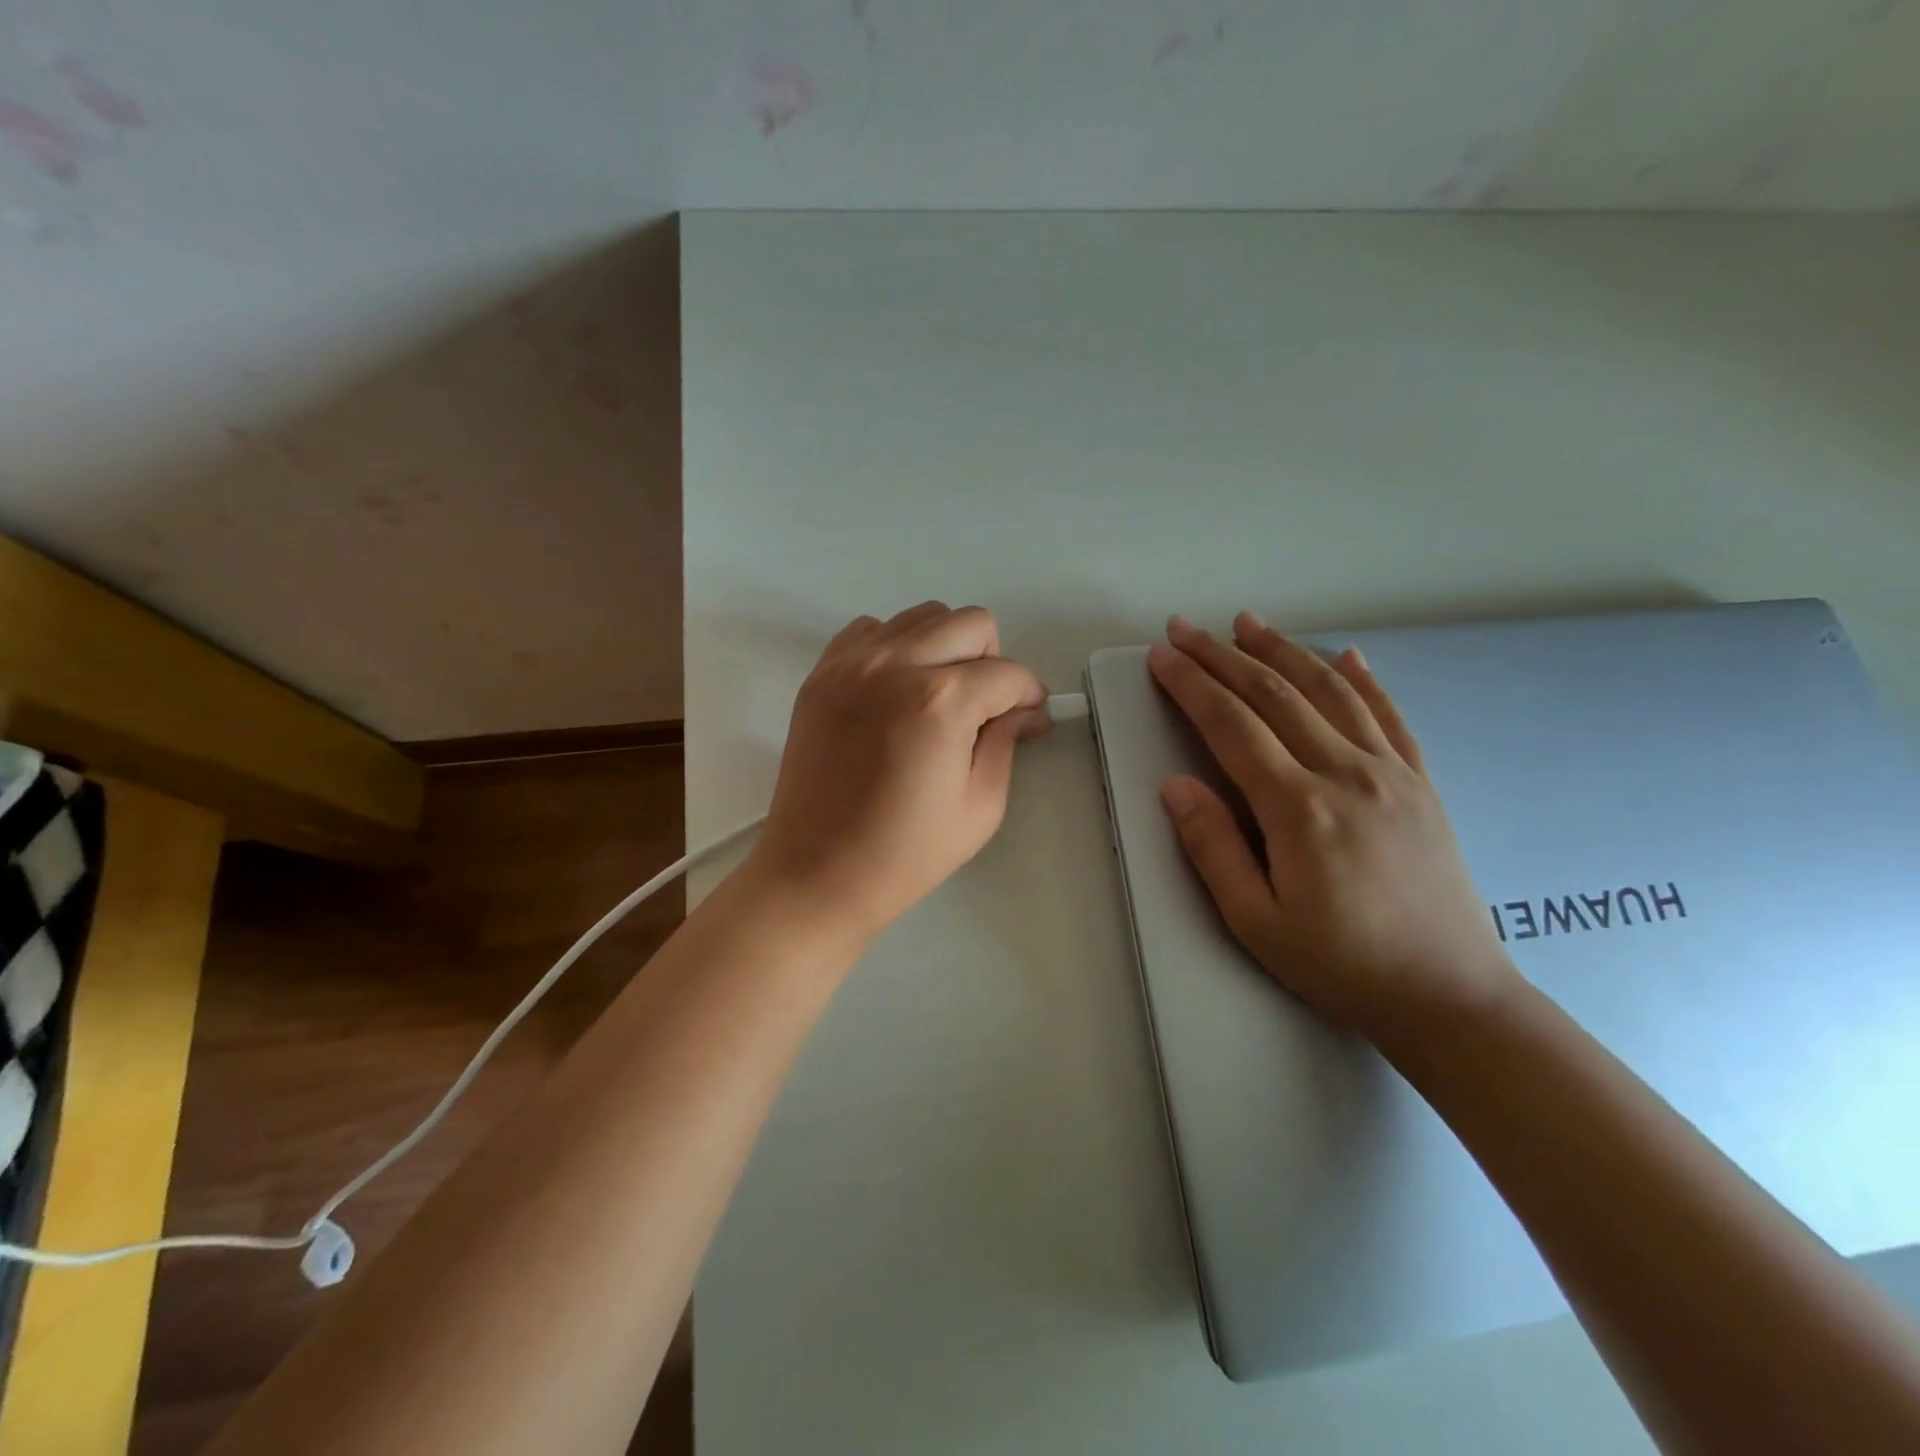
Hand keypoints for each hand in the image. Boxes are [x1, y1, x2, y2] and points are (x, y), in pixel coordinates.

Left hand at [746, 602, 1047, 941]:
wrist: (816, 873)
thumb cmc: (904, 854)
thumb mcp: (981, 807)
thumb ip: (1007, 742)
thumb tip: (1025, 711)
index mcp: (941, 702)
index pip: (1008, 673)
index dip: (1029, 696)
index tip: (1028, 718)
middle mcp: (895, 665)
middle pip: (971, 624)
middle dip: (991, 661)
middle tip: (983, 707)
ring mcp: (851, 664)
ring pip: (922, 616)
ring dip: (944, 647)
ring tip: (938, 697)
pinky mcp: (821, 674)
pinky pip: (871, 629)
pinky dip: (894, 647)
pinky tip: (895, 690)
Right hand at [1149, 612, 1518, 1042]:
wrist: (1451, 997)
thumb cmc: (1341, 965)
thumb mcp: (1255, 921)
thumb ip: (1212, 847)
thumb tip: (1175, 785)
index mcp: (1299, 808)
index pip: (1231, 725)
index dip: (1191, 685)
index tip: (1163, 656)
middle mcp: (1346, 773)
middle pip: (1274, 694)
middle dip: (1223, 655)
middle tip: (1185, 628)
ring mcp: (1392, 773)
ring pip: (1329, 691)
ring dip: (1284, 650)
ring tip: (1249, 622)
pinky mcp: (1422, 783)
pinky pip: (1389, 716)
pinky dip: (1364, 679)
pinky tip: (1346, 655)